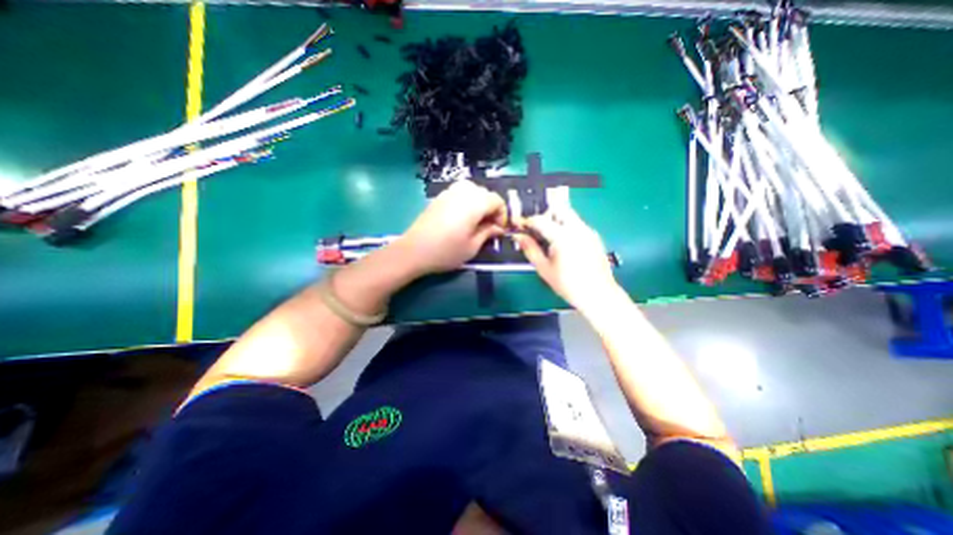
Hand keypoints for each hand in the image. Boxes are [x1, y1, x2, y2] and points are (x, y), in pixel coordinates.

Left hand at [394, 181, 510, 277]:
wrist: (414, 251)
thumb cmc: (446, 251)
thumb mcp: (473, 246)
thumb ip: (488, 233)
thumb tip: (498, 228)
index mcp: (474, 203)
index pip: (497, 200)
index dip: (502, 215)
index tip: (499, 230)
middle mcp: (463, 192)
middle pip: (485, 193)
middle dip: (491, 208)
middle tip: (489, 227)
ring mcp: (449, 192)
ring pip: (472, 190)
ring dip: (479, 203)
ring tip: (476, 221)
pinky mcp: (439, 197)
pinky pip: (459, 192)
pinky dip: (467, 201)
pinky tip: (462, 217)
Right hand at [514, 206, 617, 310]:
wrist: (598, 294)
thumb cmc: (568, 284)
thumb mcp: (544, 268)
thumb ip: (530, 249)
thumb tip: (519, 236)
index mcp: (562, 236)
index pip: (540, 219)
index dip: (528, 222)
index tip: (521, 227)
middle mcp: (577, 228)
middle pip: (558, 208)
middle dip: (545, 215)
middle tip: (537, 230)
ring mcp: (588, 231)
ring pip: (569, 215)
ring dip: (556, 220)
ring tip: (550, 239)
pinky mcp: (594, 236)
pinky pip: (577, 224)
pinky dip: (567, 227)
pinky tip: (564, 245)